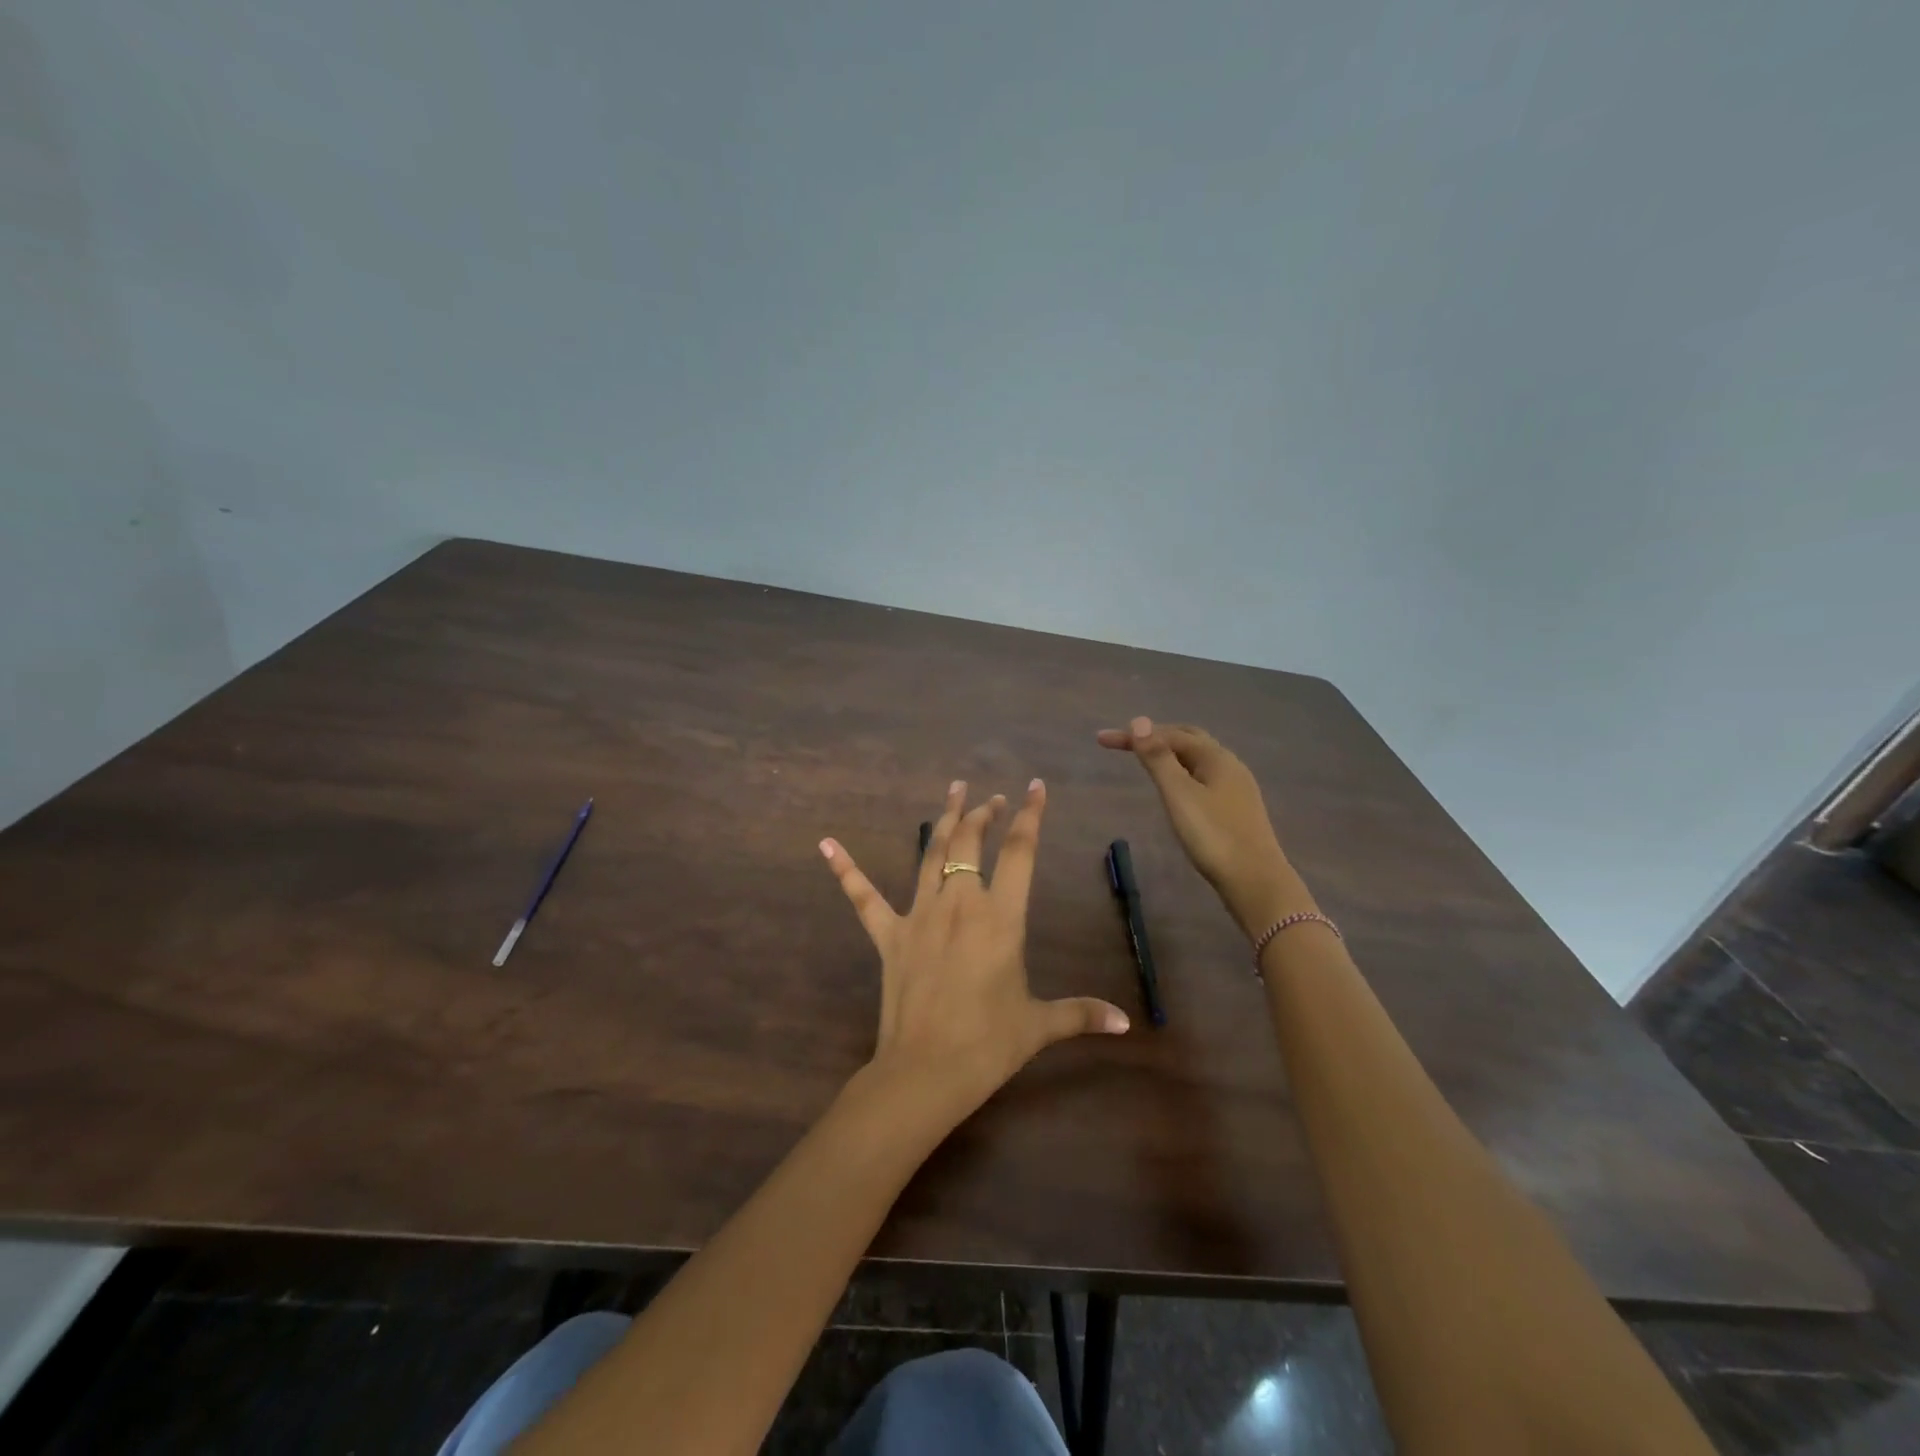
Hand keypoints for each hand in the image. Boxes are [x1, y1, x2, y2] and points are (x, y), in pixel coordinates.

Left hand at [821, 779, 1129, 1115]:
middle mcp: (960, 903)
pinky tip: (826, 844)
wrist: (925, 1070)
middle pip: (971, 842)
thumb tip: (1125, 1023)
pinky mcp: (888, 935)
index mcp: (1000, 917)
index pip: (1019, 852)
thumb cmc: (988, 1044)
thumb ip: (1082, 1014)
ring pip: (931, 854)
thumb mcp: (1040, 1025)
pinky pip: (864, 896)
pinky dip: (846, 869)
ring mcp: (919, 915)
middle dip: (984, 814)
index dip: (1029, 816)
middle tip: (992, 799)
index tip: (1034, 788)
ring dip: (944, 820)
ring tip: (954, 792)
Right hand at [1097, 717, 1300, 939]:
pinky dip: (1183, 771)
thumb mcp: (1179, 795)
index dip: (1135, 735)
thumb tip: (1139, 721)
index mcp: (1215, 757)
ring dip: (1170, 753)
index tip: (1102, 740)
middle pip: (1189, 739)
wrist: (1255, 881)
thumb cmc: (1213, 836)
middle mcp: (1229, 765)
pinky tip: (1177, 788)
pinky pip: (1205, 776)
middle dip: (1156, 736)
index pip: (1169, 734)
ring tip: (1146, 761)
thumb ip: (1158, 758)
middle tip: (1125, 744)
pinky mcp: (1237, 808)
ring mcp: (1237, 787)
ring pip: (1199, 759)